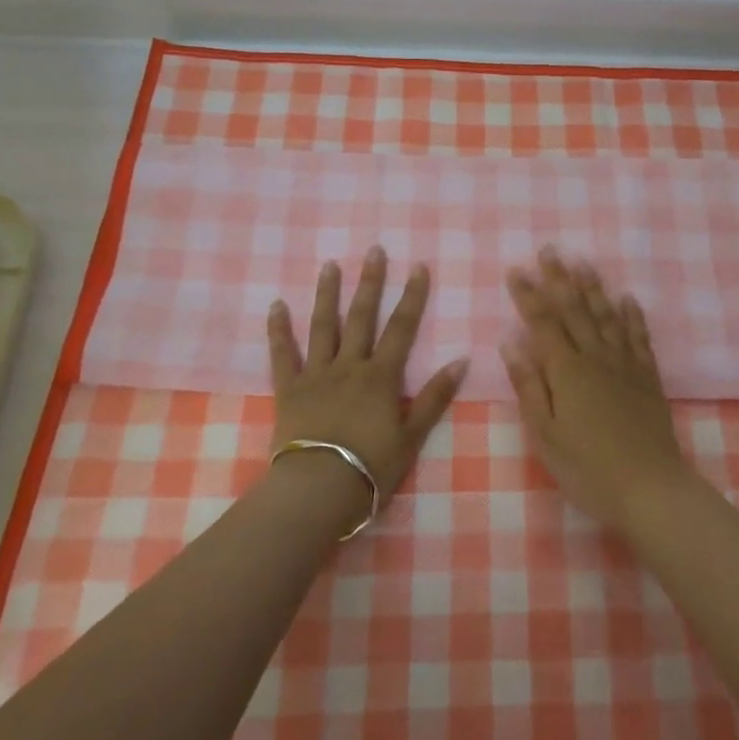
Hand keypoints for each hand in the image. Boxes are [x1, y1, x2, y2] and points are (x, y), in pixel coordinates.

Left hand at [267, 247, 467, 514]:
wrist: (317, 489)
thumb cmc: (370, 467)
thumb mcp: (412, 436)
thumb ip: (435, 397)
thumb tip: (462, 361)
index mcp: (381, 377)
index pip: (401, 328)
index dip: (412, 296)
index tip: (418, 267)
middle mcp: (349, 366)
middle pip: (361, 317)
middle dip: (370, 282)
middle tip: (374, 250)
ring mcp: (316, 375)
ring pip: (322, 326)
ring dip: (327, 294)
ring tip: (330, 265)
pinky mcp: (288, 390)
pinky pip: (282, 354)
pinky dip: (278, 330)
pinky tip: (276, 305)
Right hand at [501, 249, 691, 531]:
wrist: (649, 487)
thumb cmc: (587, 468)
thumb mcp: (545, 434)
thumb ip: (529, 386)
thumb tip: (511, 343)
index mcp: (566, 371)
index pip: (542, 323)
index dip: (528, 296)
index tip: (517, 271)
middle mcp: (595, 357)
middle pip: (574, 310)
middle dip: (559, 279)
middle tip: (550, 250)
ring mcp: (625, 365)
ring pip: (606, 316)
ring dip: (593, 288)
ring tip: (584, 263)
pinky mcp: (648, 377)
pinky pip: (639, 337)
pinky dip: (632, 316)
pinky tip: (628, 299)